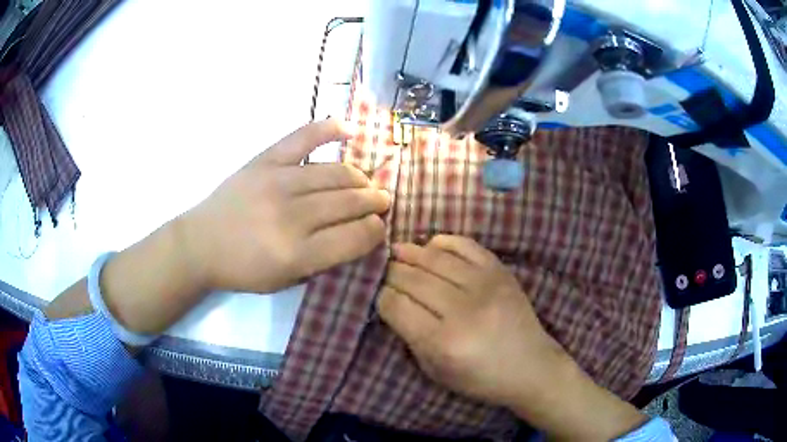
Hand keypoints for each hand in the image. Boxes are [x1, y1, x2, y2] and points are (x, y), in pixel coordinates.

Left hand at [181, 119, 389, 293]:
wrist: (200, 244)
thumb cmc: (242, 269)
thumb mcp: (285, 281)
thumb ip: (323, 261)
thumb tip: (357, 235)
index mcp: (296, 254)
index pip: (354, 237)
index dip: (375, 231)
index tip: (379, 228)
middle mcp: (291, 216)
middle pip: (349, 202)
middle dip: (374, 202)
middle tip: (382, 201)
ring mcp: (277, 182)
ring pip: (335, 173)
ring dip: (360, 178)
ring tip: (366, 183)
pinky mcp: (264, 160)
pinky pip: (303, 138)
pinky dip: (329, 129)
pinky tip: (350, 130)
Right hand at [377, 236, 647, 439]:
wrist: (531, 366)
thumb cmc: (480, 378)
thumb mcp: (435, 371)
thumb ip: (410, 337)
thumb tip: (392, 302)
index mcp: (443, 342)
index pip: (396, 306)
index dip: (381, 297)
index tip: (378, 295)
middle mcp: (463, 310)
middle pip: (412, 278)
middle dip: (391, 273)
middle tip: (383, 271)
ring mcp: (485, 285)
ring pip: (434, 258)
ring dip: (410, 252)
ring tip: (397, 251)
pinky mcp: (501, 272)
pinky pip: (465, 245)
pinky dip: (443, 242)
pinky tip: (431, 246)